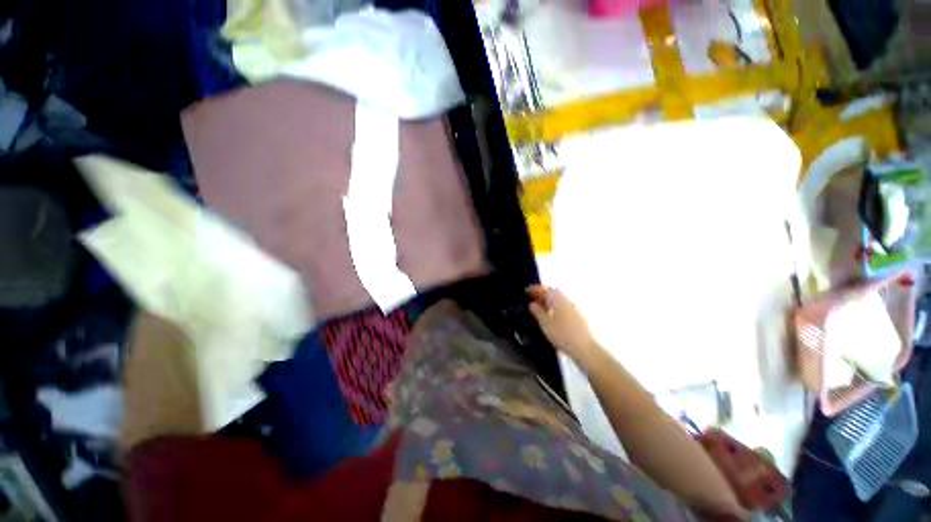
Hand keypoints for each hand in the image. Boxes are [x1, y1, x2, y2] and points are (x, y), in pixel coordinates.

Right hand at [526, 285, 595, 361]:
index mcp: (558, 300)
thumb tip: (532, 304)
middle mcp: (566, 301)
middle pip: (552, 292)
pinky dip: (553, 306)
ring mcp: (572, 308)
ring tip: (538, 307)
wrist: (584, 348)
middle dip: (541, 293)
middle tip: (531, 298)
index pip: (544, 289)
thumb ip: (537, 312)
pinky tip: (550, 315)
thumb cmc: (562, 334)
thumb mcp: (545, 323)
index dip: (534, 289)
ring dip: (548, 300)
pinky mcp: (576, 316)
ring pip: (558, 299)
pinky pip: (561, 306)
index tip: (526, 291)